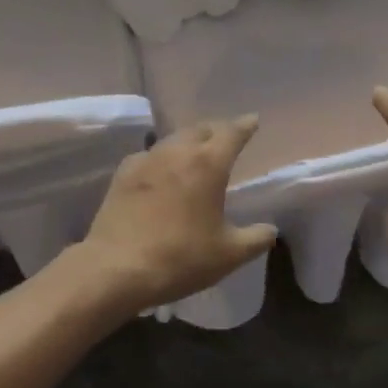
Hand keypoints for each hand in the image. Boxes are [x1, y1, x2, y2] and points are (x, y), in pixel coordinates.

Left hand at [52, 116, 277, 321]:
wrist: (117, 267)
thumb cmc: (181, 258)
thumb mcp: (228, 255)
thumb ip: (256, 238)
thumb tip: (270, 229)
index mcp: (208, 163)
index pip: (232, 133)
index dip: (245, 126)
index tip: (253, 120)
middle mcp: (178, 151)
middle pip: (201, 129)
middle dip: (216, 130)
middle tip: (225, 138)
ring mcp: (147, 158)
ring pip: (174, 139)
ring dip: (189, 141)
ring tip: (196, 152)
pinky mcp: (123, 173)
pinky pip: (150, 155)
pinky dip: (162, 157)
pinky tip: (161, 171)